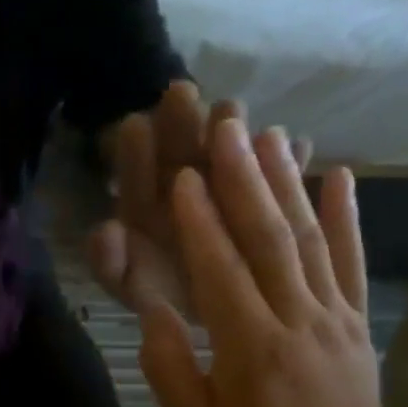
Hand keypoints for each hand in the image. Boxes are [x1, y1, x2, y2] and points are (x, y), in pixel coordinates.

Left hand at [88, 83, 309, 319]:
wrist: (206, 315)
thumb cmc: (158, 295)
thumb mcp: (127, 283)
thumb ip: (108, 260)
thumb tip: (105, 230)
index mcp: (144, 207)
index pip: (135, 174)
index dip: (133, 152)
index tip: (133, 125)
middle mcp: (180, 190)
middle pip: (178, 151)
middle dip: (180, 122)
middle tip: (182, 91)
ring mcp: (223, 189)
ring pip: (225, 156)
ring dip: (230, 132)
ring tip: (234, 110)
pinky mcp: (262, 198)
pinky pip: (277, 178)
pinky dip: (290, 163)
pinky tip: (302, 143)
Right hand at [137, 117, 407, 406]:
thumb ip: (168, 366)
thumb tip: (154, 308)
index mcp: (250, 348)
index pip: (221, 272)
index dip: (201, 222)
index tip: (184, 176)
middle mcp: (296, 319)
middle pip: (269, 239)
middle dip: (245, 179)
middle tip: (227, 128)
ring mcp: (333, 315)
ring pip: (308, 239)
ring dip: (288, 182)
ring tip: (270, 134)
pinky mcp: (355, 318)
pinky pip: (350, 260)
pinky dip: (347, 214)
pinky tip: (339, 174)